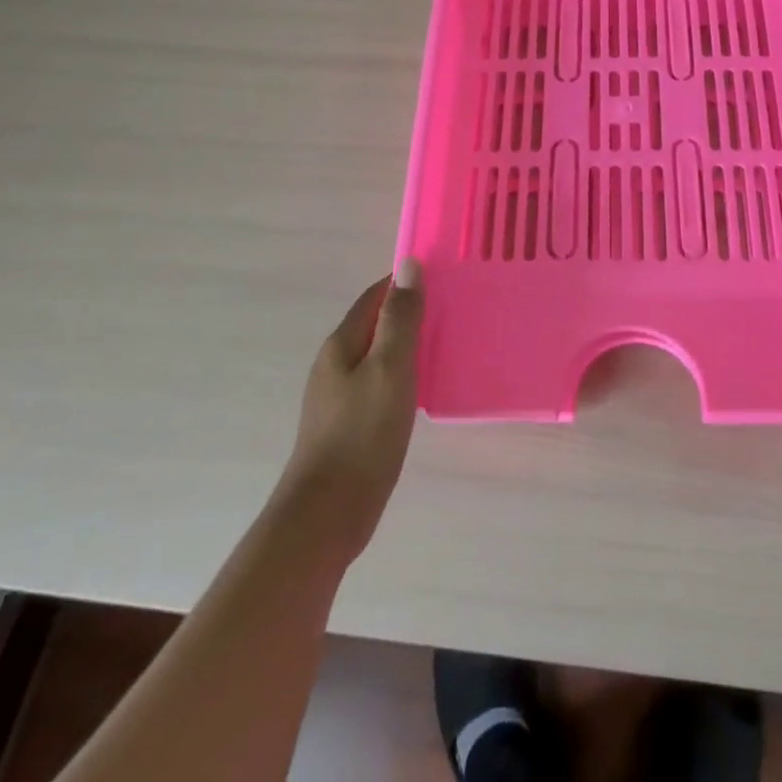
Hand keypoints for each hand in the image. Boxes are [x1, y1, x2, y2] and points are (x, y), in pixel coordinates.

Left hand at [277, 262, 423, 564]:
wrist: (326, 517)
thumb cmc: (362, 435)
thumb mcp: (389, 368)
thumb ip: (400, 318)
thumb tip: (409, 266)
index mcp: (342, 344)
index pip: (376, 296)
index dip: (406, 283)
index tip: (445, 278)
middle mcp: (336, 364)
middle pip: (376, 324)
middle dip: (411, 312)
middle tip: (455, 310)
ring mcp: (339, 396)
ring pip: (379, 355)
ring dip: (409, 345)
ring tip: (448, 345)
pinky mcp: (349, 425)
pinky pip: (380, 384)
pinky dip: (404, 376)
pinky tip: (424, 390)